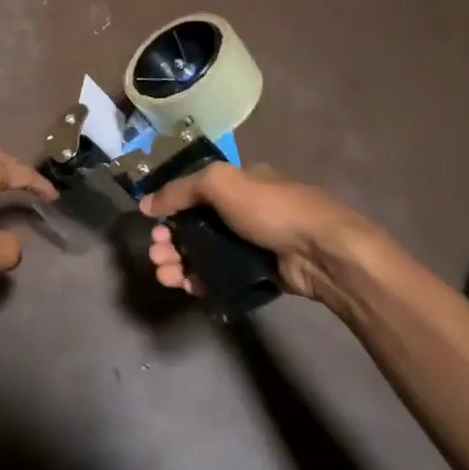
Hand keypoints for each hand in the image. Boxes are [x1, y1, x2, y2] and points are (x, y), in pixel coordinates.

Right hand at [141, 163, 378, 303]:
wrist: (322, 251)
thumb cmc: (272, 209)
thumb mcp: (221, 183)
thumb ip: (180, 191)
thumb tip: (146, 204)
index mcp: (238, 184)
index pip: (193, 193)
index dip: (170, 209)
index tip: (155, 226)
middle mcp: (242, 211)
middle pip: (194, 226)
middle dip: (170, 241)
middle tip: (157, 255)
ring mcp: (250, 244)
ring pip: (203, 253)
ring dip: (179, 262)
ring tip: (166, 275)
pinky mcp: (256, 273)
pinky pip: (219, 276)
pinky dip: (199, 281)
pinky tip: (186, 287)